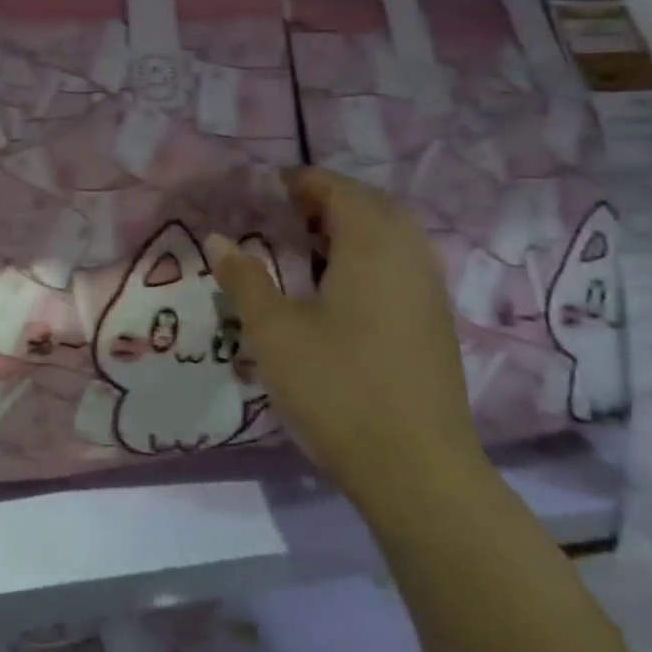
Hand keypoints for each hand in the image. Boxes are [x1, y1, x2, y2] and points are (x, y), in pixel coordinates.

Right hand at [211, 168, 485, 511]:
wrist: (416, 469)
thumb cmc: (336, 386)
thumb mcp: (273, 330)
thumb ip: (244, 279)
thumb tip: (217, 240)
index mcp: (372, 247)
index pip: (340, 190)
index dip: (305, 181)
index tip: (270, 186)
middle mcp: (409, 258)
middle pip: (375, 206)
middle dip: (332, 200)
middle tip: (289, 213)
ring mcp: (429, 293)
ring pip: (395, 237)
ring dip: (355, 228)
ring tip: (310, 247)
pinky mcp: (435, 326)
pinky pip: (403, 266)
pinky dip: (372, 257)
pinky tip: (341, 290)